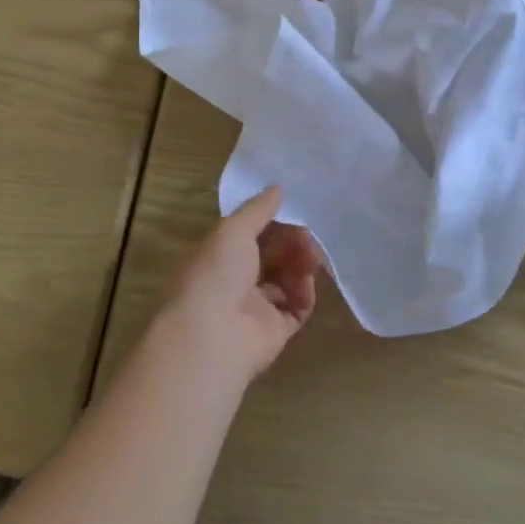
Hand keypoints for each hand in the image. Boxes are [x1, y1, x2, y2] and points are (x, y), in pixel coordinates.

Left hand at [161, 186, 319, 382]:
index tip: (293, 213)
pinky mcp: (275, 331)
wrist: (213, 335)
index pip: (252, 234)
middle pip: (273, 256)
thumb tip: (278, 187)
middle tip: (307, 237)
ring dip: (301, 265)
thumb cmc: (217, 273)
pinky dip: (304, 294)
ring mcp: (256, 307)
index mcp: (220, 256)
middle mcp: (237, 280)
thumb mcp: (234, 230)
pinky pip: (297, 307)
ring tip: (311, 259)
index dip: (274, 223)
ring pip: (287, 279)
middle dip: (292, 243)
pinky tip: (306, 285)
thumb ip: (258, 209)